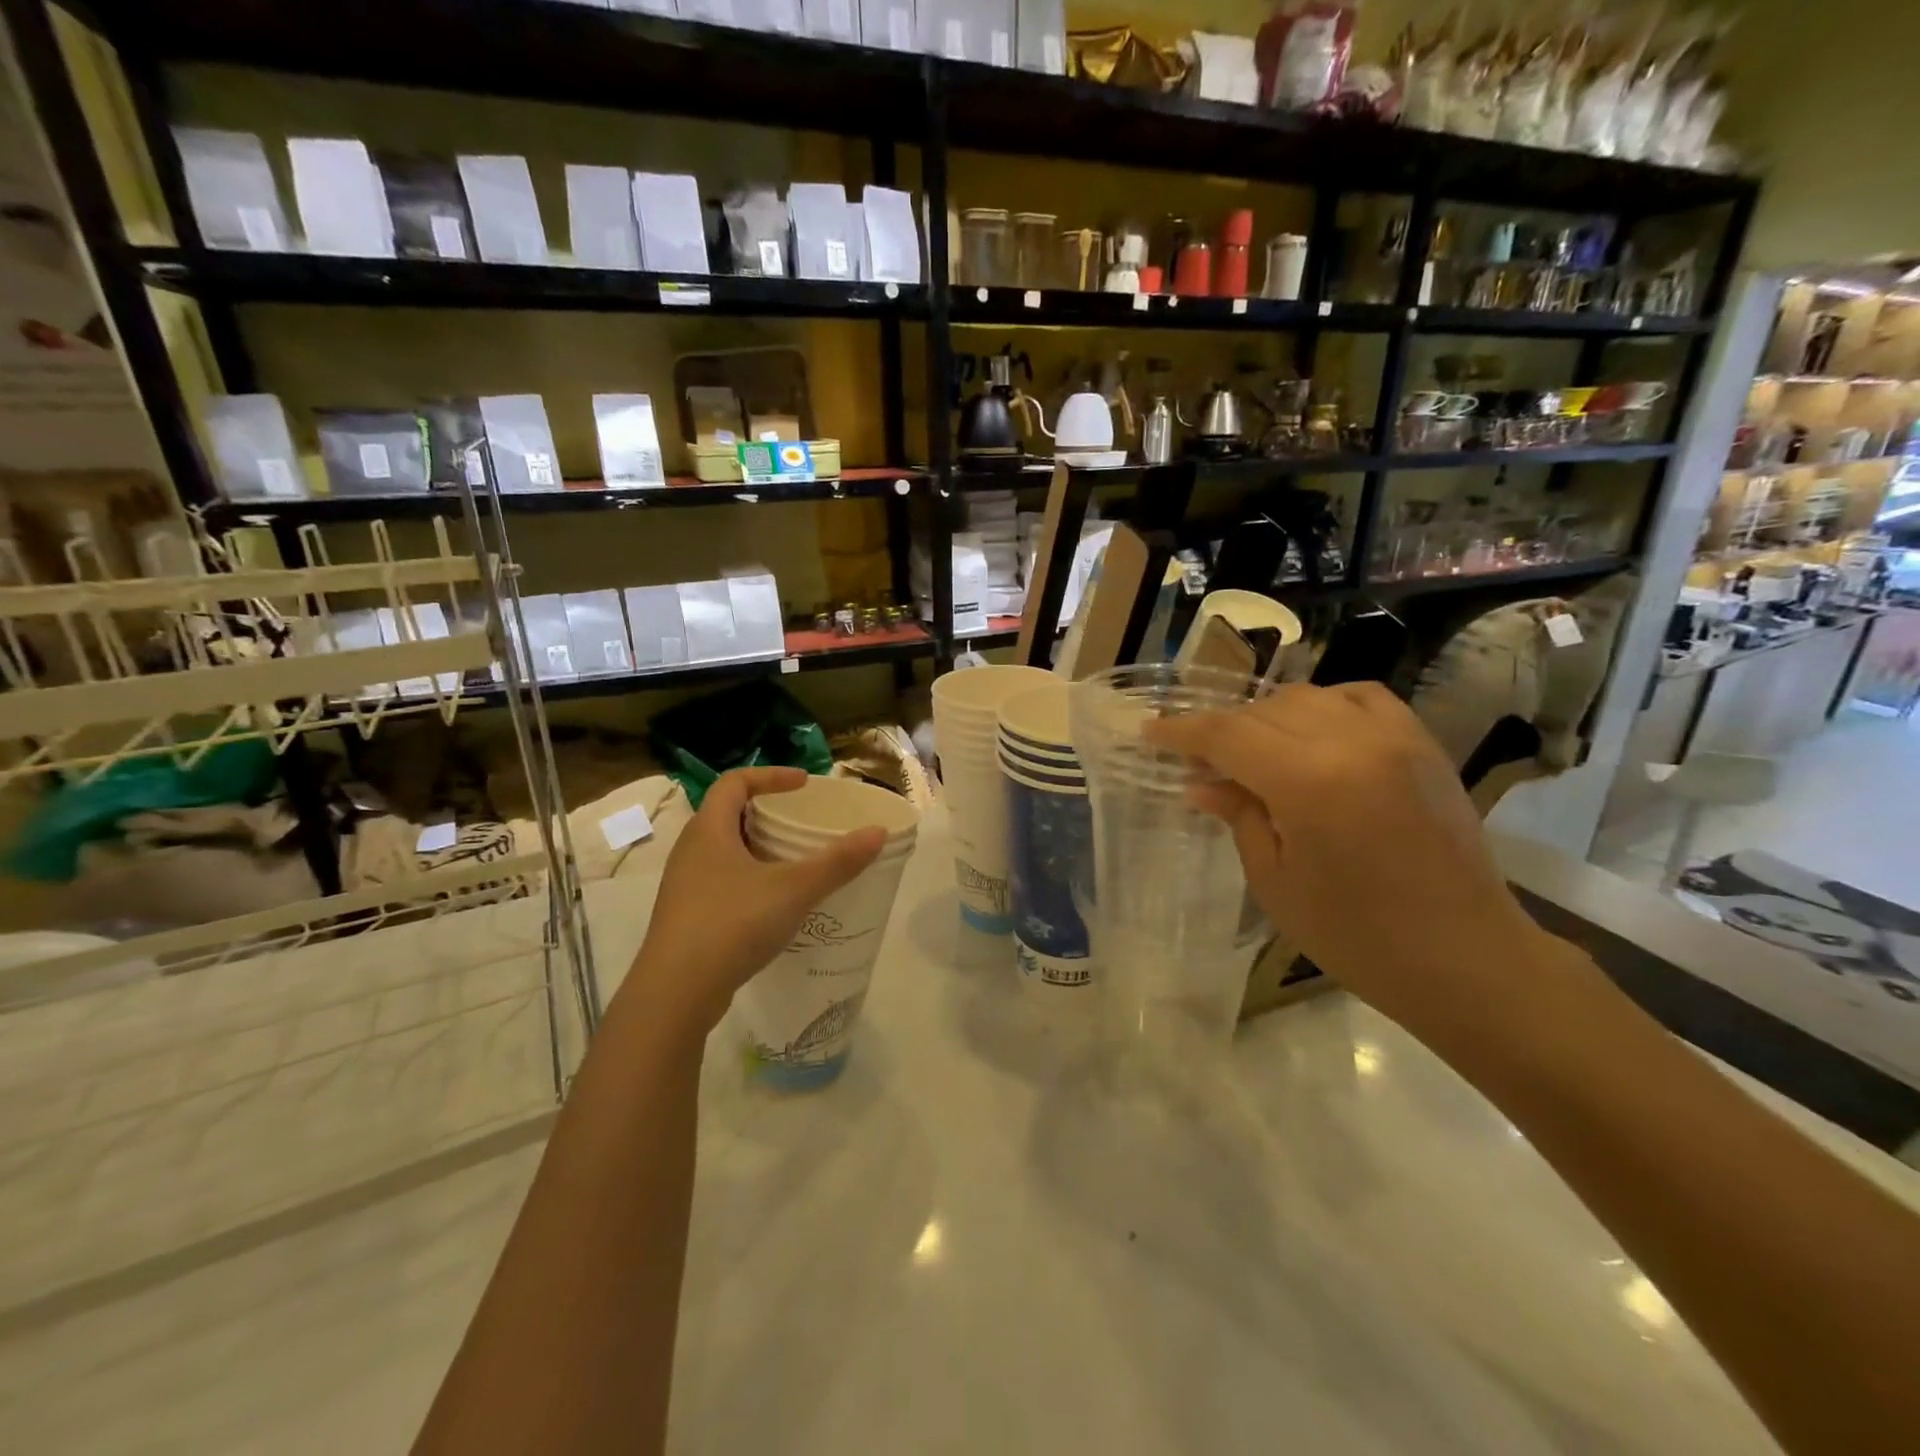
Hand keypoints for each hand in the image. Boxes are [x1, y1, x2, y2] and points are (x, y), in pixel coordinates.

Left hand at [618, 767, 886, 1034]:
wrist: (676, 993)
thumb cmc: (732, 924)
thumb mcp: (794, 889)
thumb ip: (838, 861)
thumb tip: (878, 831)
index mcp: (709, 830)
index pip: (734, 782)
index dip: (770, 776)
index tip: (803, 785)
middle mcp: (690, 850)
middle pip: (727, 814)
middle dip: (765, 812)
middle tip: (799, 822)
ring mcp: (684, 886)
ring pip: (722, 851)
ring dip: (756, 848)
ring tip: (791, 862)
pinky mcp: (686, 917)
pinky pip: (720, 882)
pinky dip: (748, 879)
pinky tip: (772, 904)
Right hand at [1146, 682, 1548, 1034]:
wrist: (1467, 957)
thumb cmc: (1357, 936)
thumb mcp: (1276, 881)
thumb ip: (1239, 816)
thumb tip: (1201, 783)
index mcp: (1309, 782)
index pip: (1227, 735)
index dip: (1181, 731)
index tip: (1150, 731)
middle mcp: (1353, 742)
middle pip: (1264, 711)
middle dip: (1221, 730)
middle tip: (1197, 761)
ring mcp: (1395, 737)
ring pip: (1309, 697)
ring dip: (1267, 717)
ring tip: (1251, 752)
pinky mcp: (1423, 744)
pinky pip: (1361, 698)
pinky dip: (1324, 706)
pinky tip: (1311, 734)